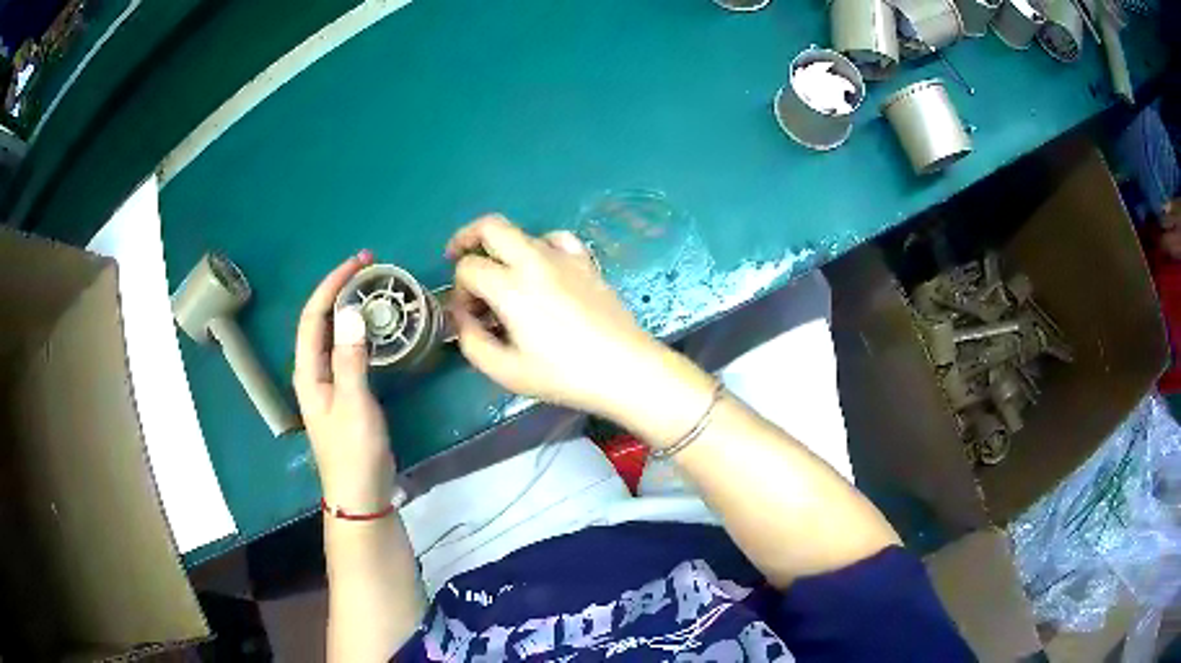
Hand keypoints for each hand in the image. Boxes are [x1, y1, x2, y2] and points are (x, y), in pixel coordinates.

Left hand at [294, 251, 394, 511]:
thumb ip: (351, 358)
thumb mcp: (354, 404)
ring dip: (349, 308)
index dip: (332, 285)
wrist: (361, 495)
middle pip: (321, 321)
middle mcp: (313, 371)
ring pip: (334, 335)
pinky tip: (375, 329)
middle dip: (340, 290)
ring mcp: (328, 383)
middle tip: (371, 269)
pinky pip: (347, 351)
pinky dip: (359, 331)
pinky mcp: (344, 393)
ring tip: (373, 290)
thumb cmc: (354, 452)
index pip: (314, 315)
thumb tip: (351, 311)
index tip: (359, 263)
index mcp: (308, 371)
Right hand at [445, 215, 686, 420]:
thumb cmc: (564, 375)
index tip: (468, 316)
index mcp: (511, 286)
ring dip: (501, 249)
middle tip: (457, 258)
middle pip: (490, 226)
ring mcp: (564, 257)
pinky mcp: (586, 263)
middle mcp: (534, 260)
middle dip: (467, 239)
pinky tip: (540, 267)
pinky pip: (556, 238)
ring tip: (500, 277)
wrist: (625, 369)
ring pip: (521, 233)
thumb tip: (462, 319)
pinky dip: (539, 246)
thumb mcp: (506, 371)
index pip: (468, 269)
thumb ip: (472, 342)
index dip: (459, 291)